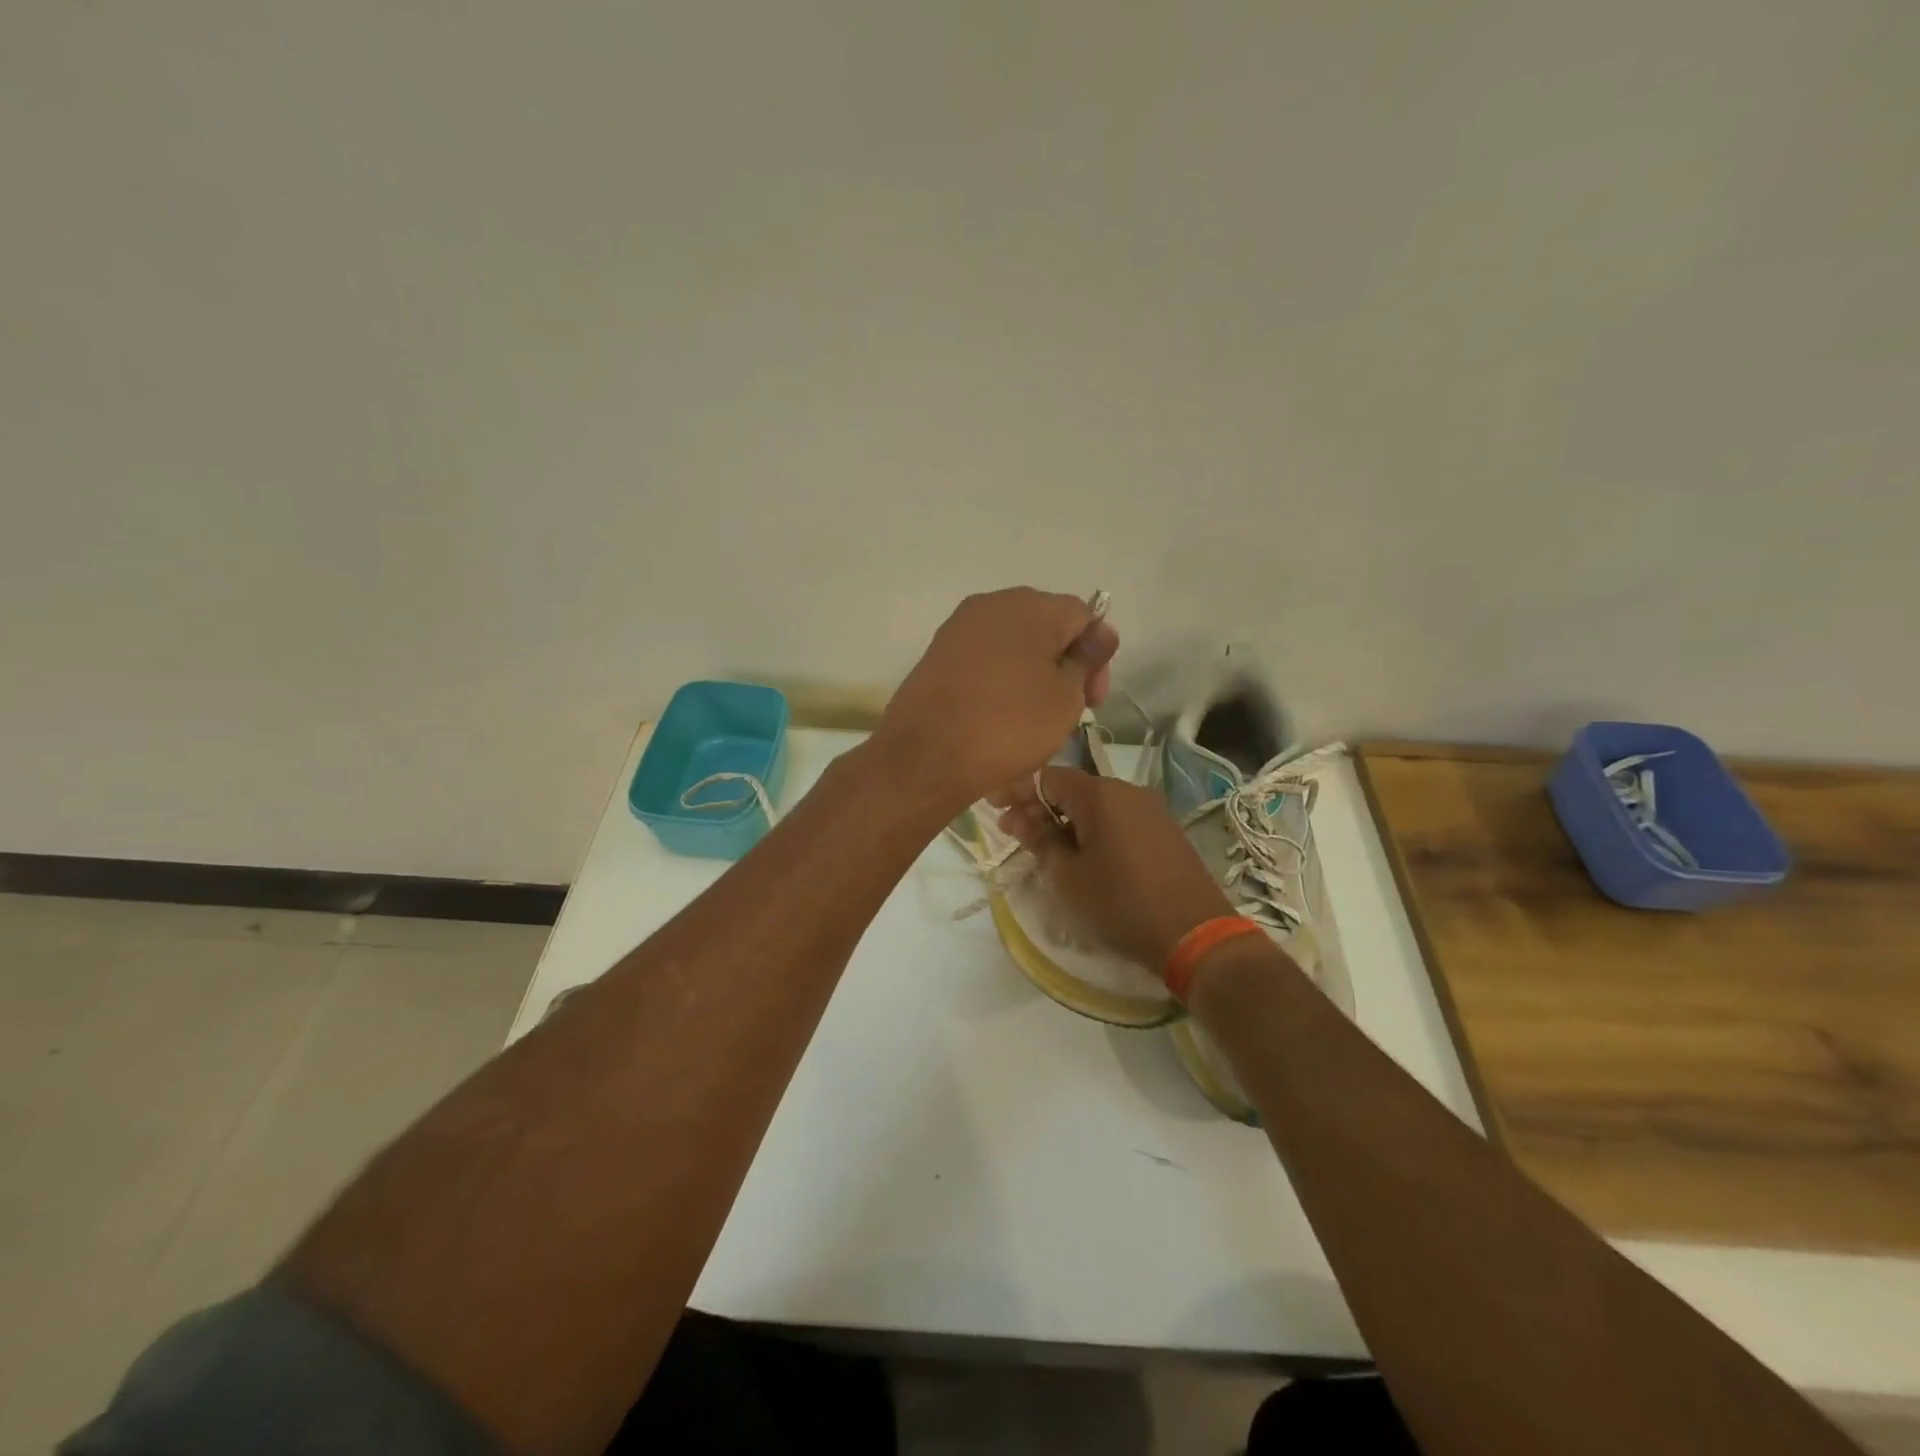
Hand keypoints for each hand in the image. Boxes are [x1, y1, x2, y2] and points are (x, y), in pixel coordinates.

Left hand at [877, 588, 1118, 808]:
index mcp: (1031, 606)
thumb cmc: (1008, 726)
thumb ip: (1086, 660)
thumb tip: (1101, 632)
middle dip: (1062, 662)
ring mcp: (959, 627)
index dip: (1096, 656)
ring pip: (1012, 643)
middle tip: (1067, 709)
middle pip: (1045, 625)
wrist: (926, 755)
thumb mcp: (1065, 698)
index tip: (1092, 699)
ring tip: (1032, 717)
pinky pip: (983, 658)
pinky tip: (999, 714)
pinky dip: (999, 679)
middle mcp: (992, 603)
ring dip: (1031, 672)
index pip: (1082, 616)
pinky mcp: (937, 652)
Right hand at [997, 767, 1232, 969]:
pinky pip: (1118, 821)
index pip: (1047, 777)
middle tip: (1013, 833)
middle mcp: (1127, 791)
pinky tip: (1081, 855)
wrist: (1194, 934)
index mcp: (1100, 794)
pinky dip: (1092, 831)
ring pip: (1095, 806)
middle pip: (1072, 789)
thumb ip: (1040, 841)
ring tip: (1044, 849)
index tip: (994, 809)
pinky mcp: (1164, 832)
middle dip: (1038, 807)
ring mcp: (1150, 810)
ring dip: (1065, 821)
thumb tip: (1021, 820)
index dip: (1016, 790)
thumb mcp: (1068, 877)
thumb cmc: (1120, 903)